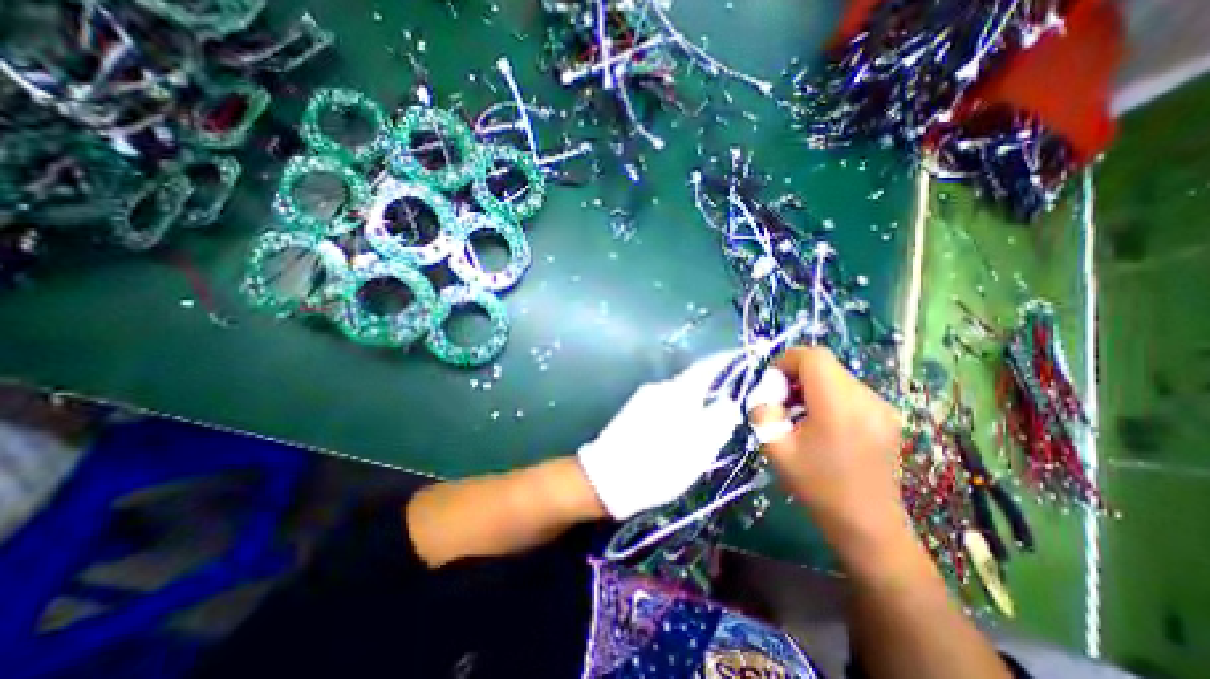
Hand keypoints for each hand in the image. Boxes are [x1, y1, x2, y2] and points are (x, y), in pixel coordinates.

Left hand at [576, 353, 748, 516]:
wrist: (606, 478)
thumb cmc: (659, 463)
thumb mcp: (698, 448)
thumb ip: (719, 420)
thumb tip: (729, 400)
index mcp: (678, 391)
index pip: (707, 366)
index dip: (726, 361)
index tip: (743, 359)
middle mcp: (660, 388)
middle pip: (693, 381)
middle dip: (712, 390)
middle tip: (730, 408)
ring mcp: (643, 398)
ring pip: (678, 396)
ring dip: (695, 405)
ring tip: (706, 427)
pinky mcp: (633, 411)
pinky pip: (665, 405)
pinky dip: (679, 413)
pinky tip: (680, 433)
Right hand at [753, 347, 913, 564]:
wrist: (868, 525)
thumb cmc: (817, 487)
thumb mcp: (774, 448)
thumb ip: (762, 411)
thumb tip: (767, 393)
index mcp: (838, 406)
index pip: (813, 357)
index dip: (787, 361)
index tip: (773, 385)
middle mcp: (866, 399)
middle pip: (825, 364)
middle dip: (796, 375)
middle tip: (783, 403)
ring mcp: (882, 407)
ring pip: (837, 375)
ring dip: (812, 385)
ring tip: (801, 415)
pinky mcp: (887, 416)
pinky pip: (850, 390)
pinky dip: (829, 395)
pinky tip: (823, 423)